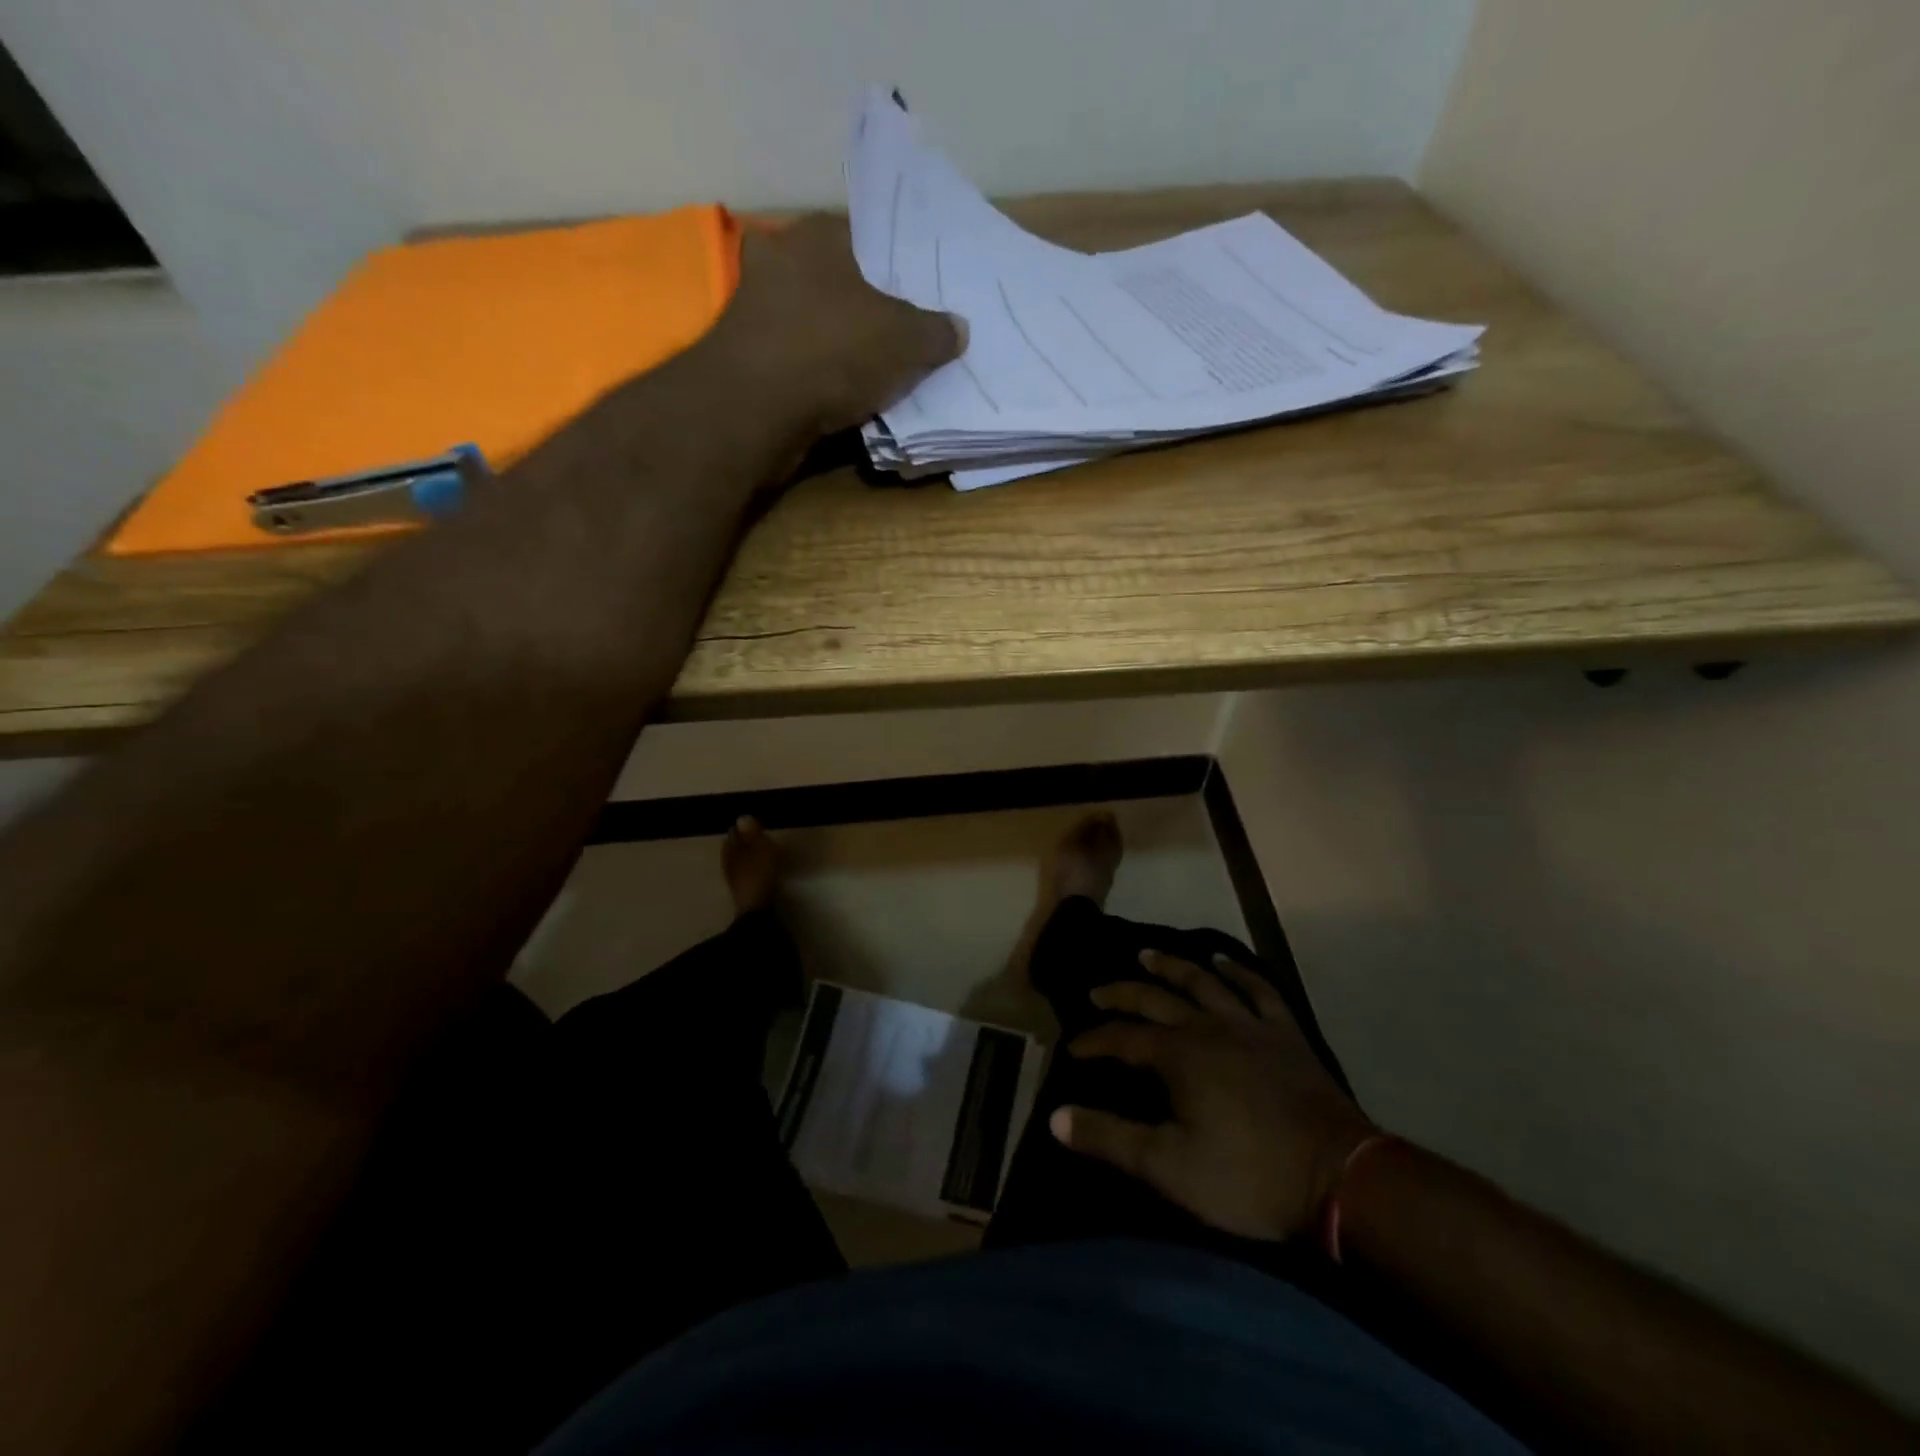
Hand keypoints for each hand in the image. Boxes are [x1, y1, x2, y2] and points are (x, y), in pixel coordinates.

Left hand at [711, 214, 965, 439]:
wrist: (757, 408)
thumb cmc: (834, 350)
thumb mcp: (906, 340)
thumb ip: (935, 332)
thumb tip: (959, 328)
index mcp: (817, 235)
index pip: (863, 237)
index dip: (891, 268)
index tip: (913, 297)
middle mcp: (779, 260)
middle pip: (835, 283)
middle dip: (862, 310)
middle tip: (898, 338)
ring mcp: (755, 310)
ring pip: (812, 325)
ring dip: (837, 348)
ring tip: (875, 374)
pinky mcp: (745, 359)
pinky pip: (797, 363)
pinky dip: (816, 379)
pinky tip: (843, 400)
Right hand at [1050, 949, 1378, 1241]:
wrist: (1339, 1179)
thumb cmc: (1248, 1176)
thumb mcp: (1169, 1167)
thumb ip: (1110, 1139)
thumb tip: (1055, 1117)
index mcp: (1178, 1055)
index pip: (1122, 1039)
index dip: (1094, 1042)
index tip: (1073, 1048)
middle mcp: (1208, 1026)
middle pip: (1155, 999)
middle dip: (1122, 995)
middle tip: (1098, 992)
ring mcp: (1250, 1025)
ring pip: (1202, 982)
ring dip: (1171, 966)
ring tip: (1147, 955)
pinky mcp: (1285, 1033)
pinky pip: (1258, 990)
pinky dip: (1238, 972)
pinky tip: (1223, 961)